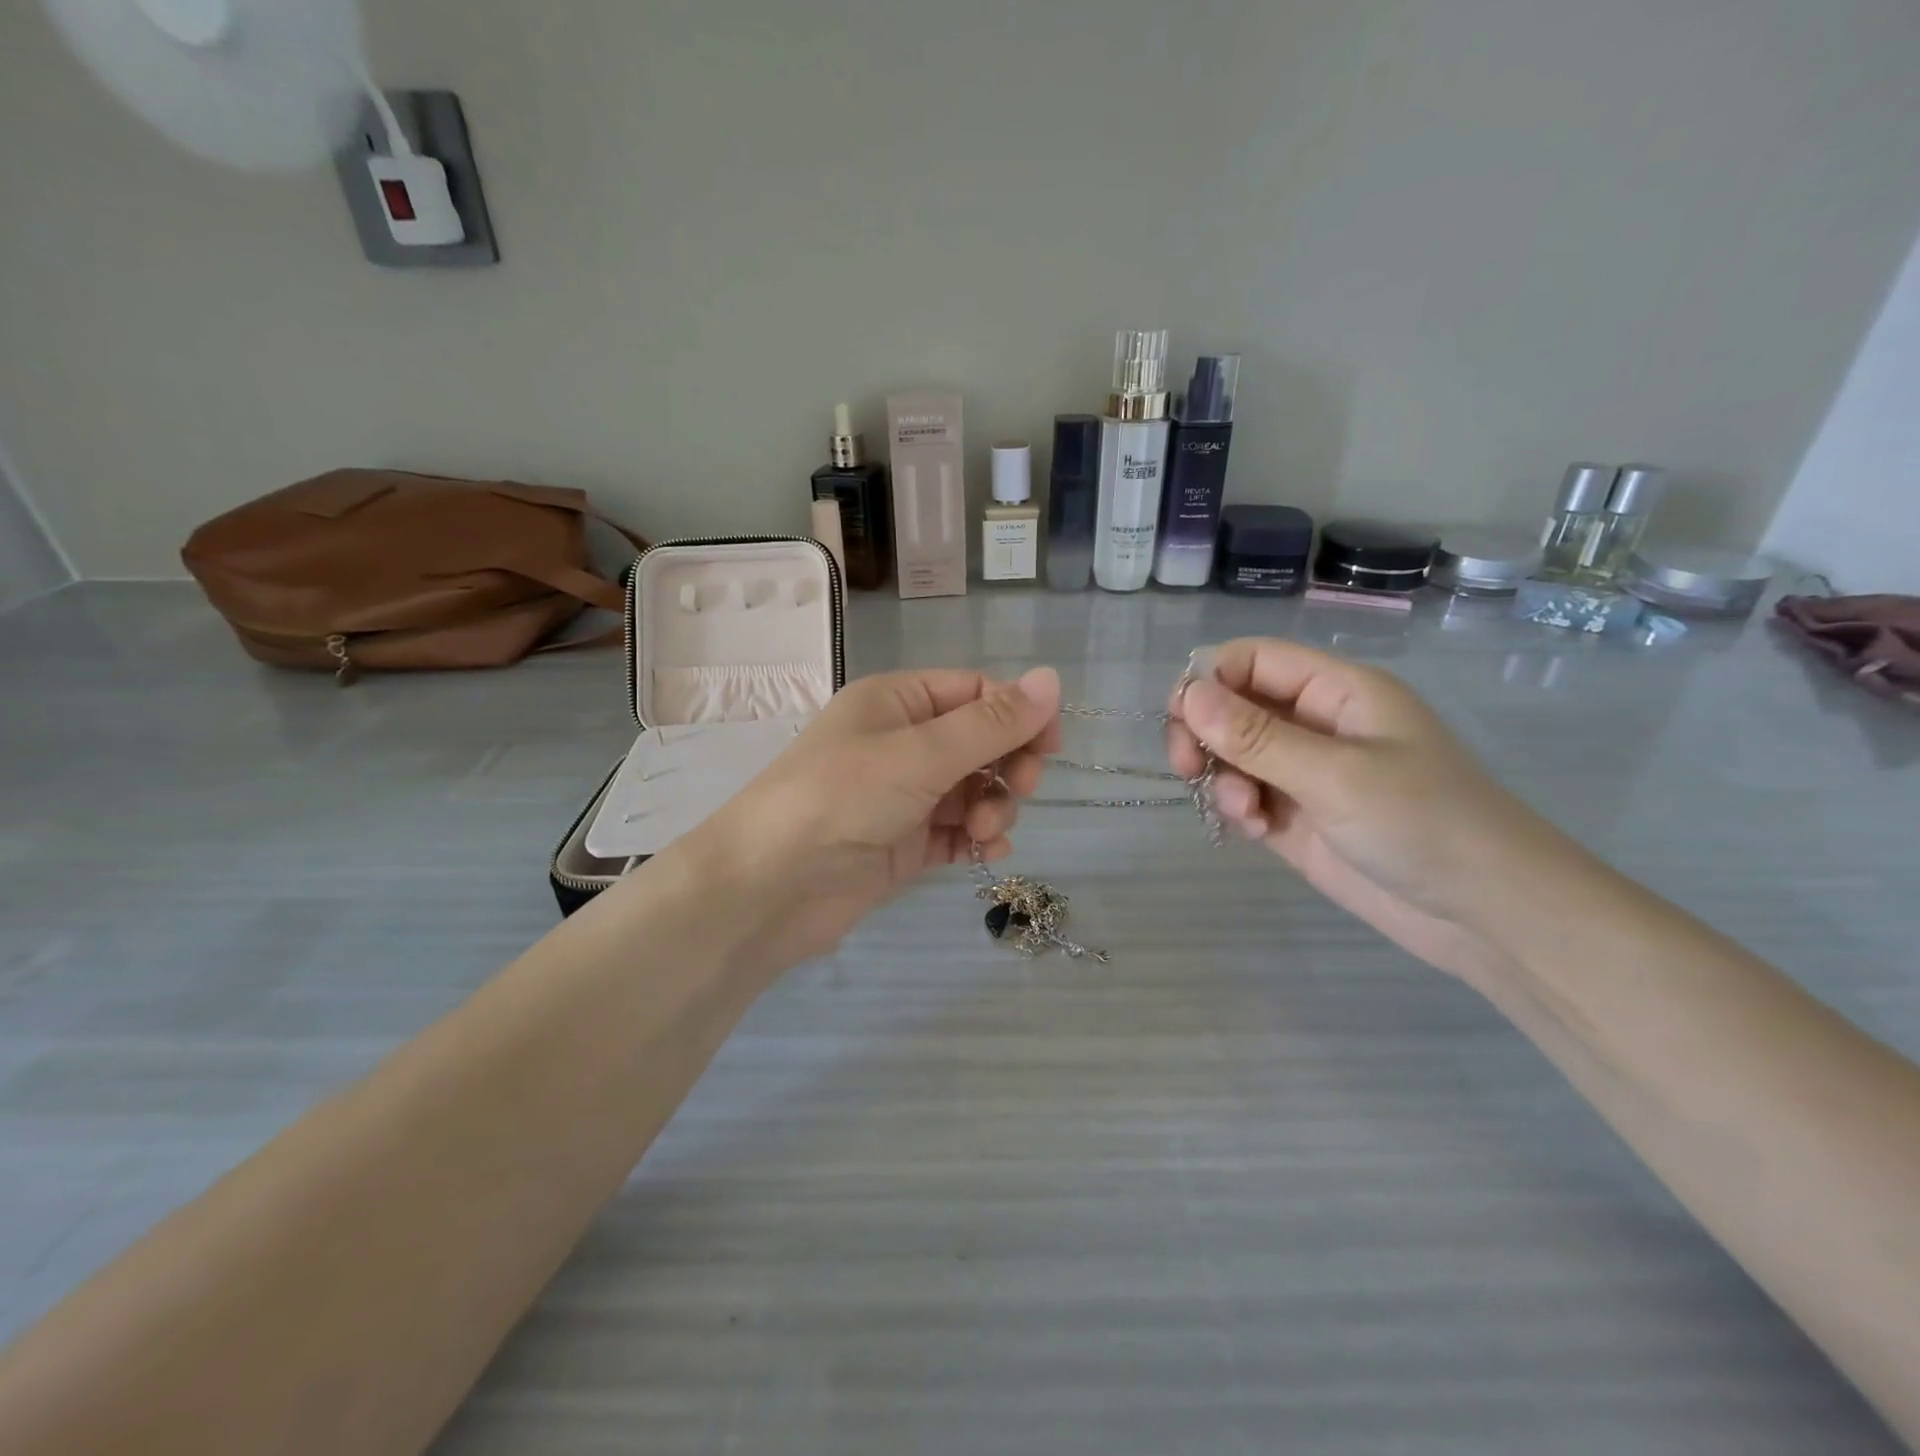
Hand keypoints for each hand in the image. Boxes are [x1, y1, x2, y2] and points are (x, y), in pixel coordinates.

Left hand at [666, 667, 1062, 971]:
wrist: (768, 888)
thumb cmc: (841, 799)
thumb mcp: (920, 754)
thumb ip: (991, 724)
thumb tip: (1052, 679)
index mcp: (897, 702)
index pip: (975, 692)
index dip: (1018, 714)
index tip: (1050, 747)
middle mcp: (900, 742)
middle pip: (979, 742)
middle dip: (1008, 765)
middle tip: (1022, 789)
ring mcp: (902, 796)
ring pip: (973, 790)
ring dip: (994, 807)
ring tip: (985, 831)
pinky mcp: (903, 844)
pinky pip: (956, 832)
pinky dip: (977, 839)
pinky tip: (987, 852)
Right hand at [1166, 638, 1572, 985]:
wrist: (1485, 914)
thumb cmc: (1423, 824)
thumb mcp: (1335, 775)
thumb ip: (1256, 737)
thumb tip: (1187, 694)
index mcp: (1336, 691)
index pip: (1251, 660)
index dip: (1209, 680)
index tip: (1182, 721)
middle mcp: (1315, 723)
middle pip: (1231, 706)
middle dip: (1203, 734)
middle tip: (1187, 768)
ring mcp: (1304, 772)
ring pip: (1230, 754)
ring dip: (1221, 778)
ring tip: (1244, 813)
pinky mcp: (1296, 816)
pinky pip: (1244, 795)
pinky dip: (1236, 809)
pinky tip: (1255, 831)